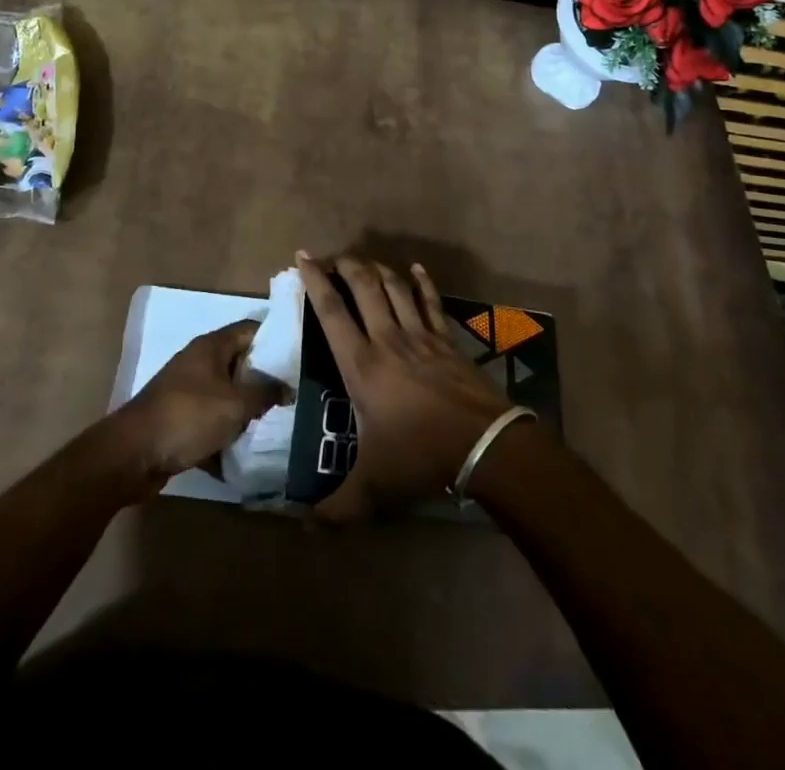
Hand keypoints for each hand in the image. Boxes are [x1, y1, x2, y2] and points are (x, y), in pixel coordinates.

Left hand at [115, 321, 283, 479]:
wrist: (133, 454)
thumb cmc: (187, 417)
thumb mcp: (234, 405)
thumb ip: (264, 393)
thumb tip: (287, 387)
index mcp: (211, 346)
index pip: (251, 329)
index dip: (276, 339)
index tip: (299, 357)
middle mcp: (199, 361)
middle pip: (240, 362)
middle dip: (264, 379)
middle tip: (293, 394)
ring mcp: (187, 389)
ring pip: (226, 393)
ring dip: (246, 408)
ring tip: (276, 422)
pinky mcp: (180, 417)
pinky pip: (211, 419)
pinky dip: (226, 431)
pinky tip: (246, 449)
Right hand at [296, 252, 513, 521]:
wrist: (483, 444)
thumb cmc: (421, 457)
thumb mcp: (373, 487)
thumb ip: (335, 508)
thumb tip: (301, 526)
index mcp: (362, 365)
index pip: (332, 311)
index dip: (315, 281)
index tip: (303, 257)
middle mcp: (387, 338)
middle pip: (364, 286)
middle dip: (346, 265)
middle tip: (332, 257)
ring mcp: (420, 335)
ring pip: (395, 287)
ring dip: (377, 268)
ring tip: (363, 261)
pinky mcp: (446, 339)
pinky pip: (431, 302)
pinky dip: (422, 282)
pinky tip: (416, 268)